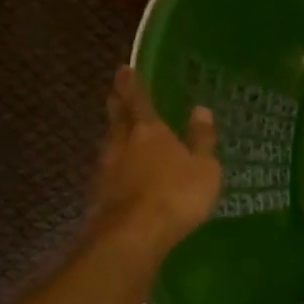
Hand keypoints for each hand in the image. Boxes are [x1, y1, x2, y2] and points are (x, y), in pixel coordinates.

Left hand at [88, 67, 221, 253]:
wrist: (133, 235)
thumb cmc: (176, 194)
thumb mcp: (204, 168)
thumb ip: (202, 140)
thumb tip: (201, 109)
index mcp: (149, 130)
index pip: (137, 99)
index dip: (131, 83)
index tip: (124, 69)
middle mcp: (122, 143)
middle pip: (116, 117)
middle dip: (117, 103)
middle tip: (115, 93)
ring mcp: (106, 170)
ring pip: (109, 143)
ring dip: (114, 135)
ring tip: (119, 132)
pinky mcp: (99, 195)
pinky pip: (108, 171)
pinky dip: (114, 165)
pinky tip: (119, 172)